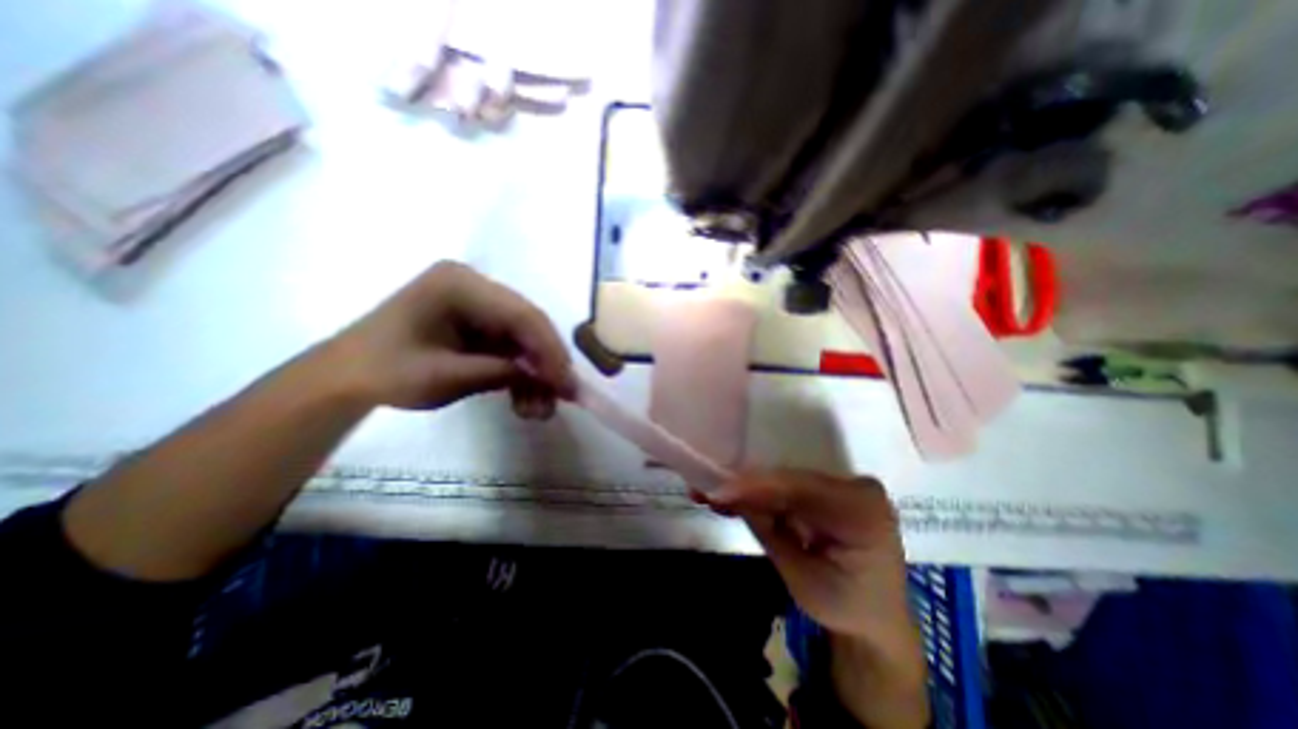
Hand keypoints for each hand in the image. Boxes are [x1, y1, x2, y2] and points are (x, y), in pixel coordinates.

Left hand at [321, 263, 569, 415]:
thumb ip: (504, 372)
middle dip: (546, 363)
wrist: (345, 380)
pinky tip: (524, 400)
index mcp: (459, 284)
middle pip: (528, 325)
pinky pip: (510, 347)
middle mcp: (474, 286)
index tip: (566, 383)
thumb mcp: (448, 376)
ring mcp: (478, 305)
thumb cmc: (386, 373)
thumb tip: (551, 378)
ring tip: (539, 410)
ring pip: (523, 339)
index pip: (521, 314)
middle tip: (562, 396)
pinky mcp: (478, 325)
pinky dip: (520, 374)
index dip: (549, 349)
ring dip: (535, 374)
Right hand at [707, 470, 904, 633]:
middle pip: (791, 480)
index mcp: (862, 510)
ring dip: (750, 490)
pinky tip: (736, 500)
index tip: (718, 492)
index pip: (800, 488)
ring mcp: (845, 485)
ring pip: (787, 481)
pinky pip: (791, 488)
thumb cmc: (846, 608)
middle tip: (708, 490)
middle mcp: (857, 487)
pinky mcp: (831, 490)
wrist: (876, 622)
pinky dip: (764, 496)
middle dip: (747, 486)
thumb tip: (726, 495)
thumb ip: (767, 530)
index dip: (755, 486)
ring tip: (715, 496)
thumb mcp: (802, 578)